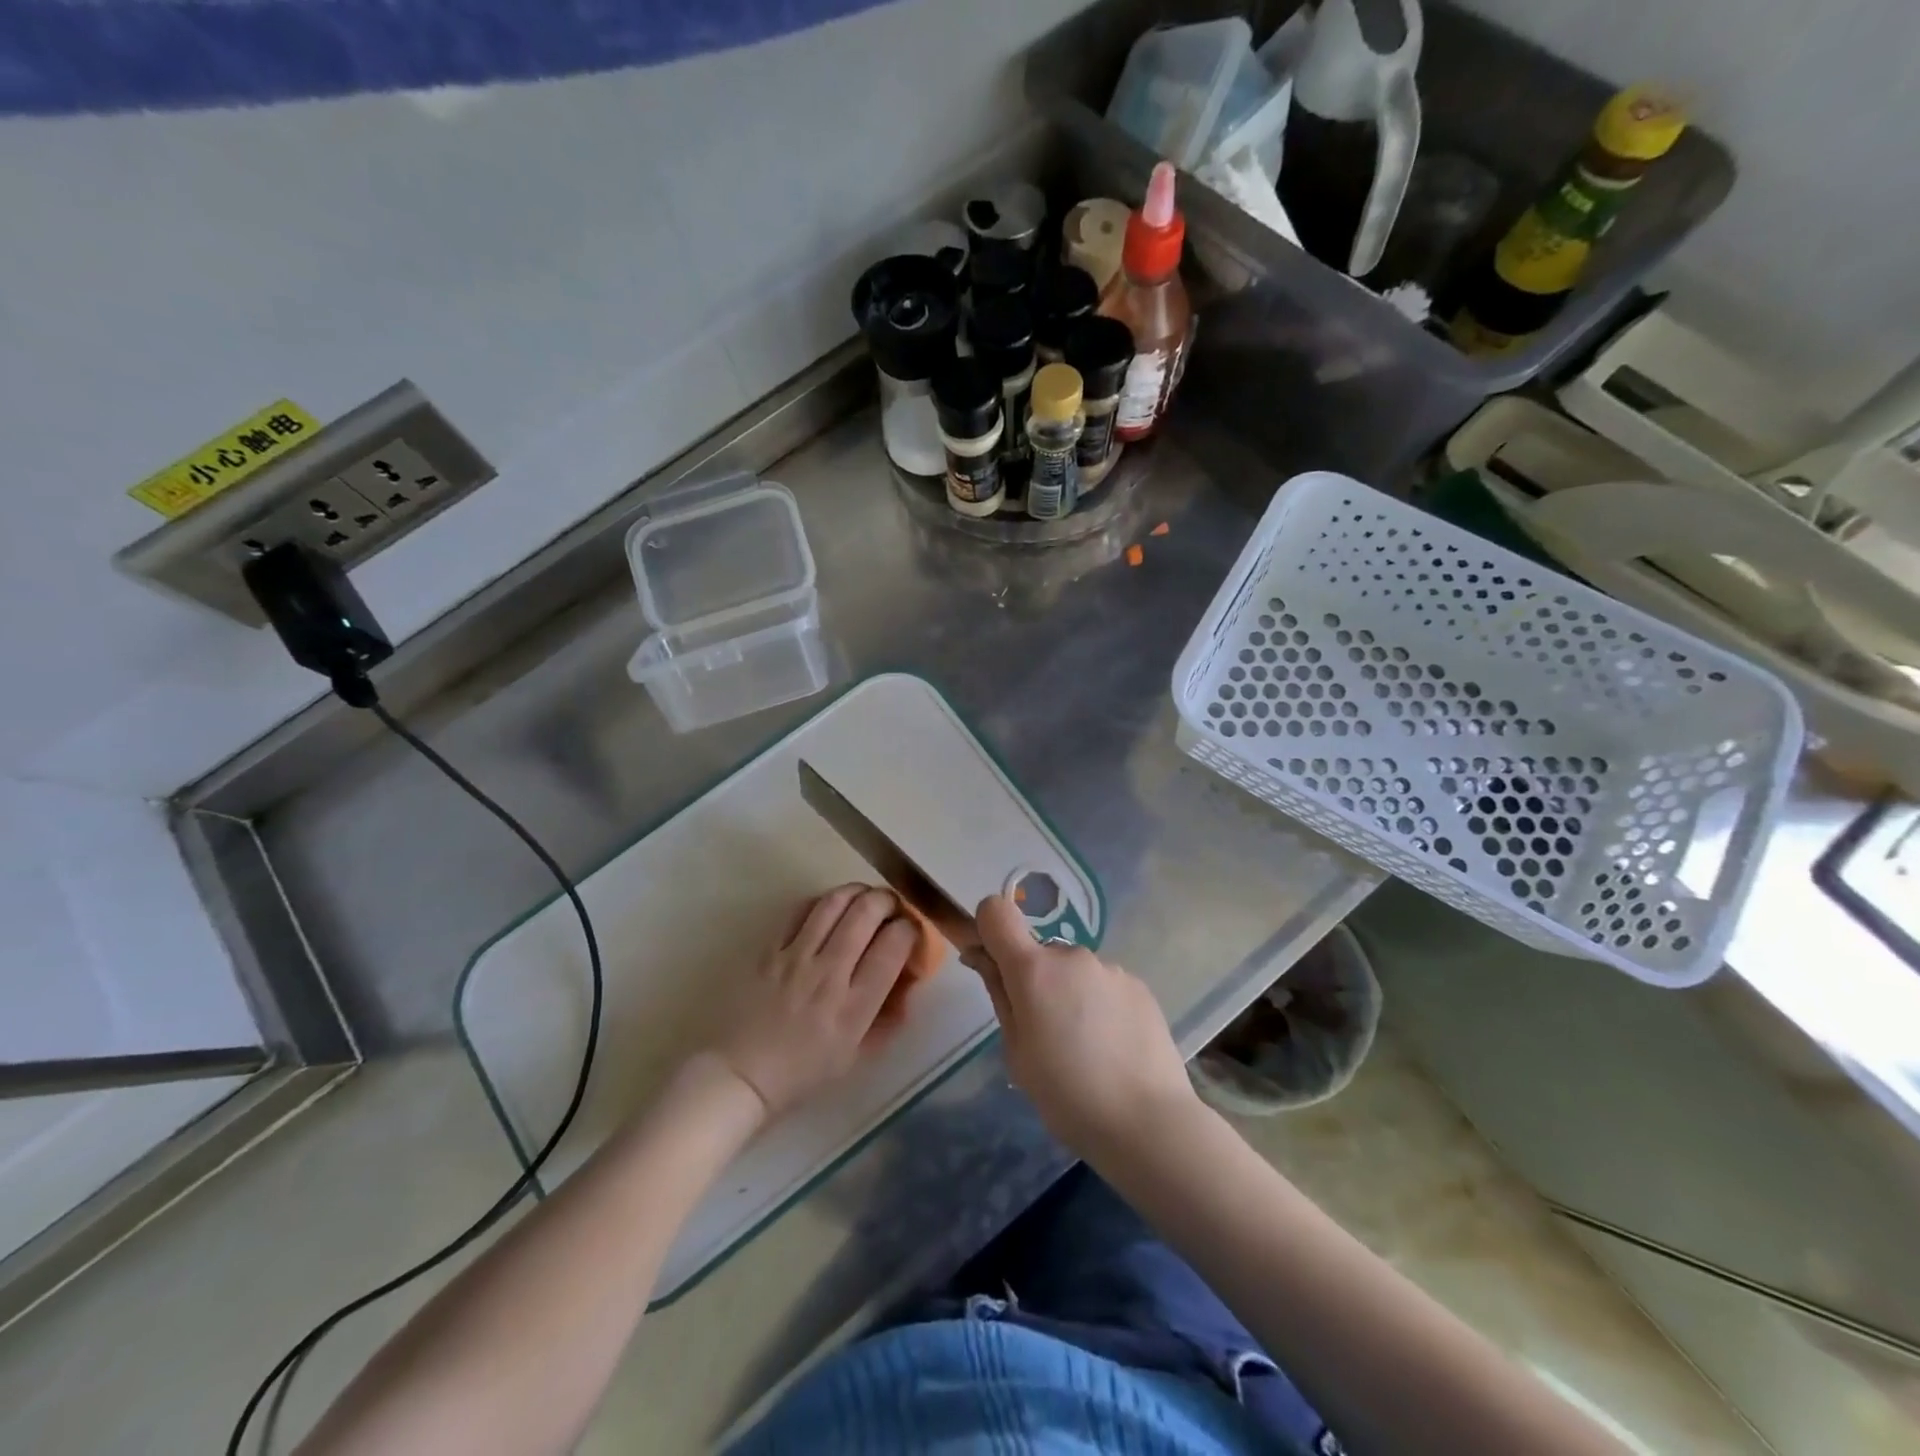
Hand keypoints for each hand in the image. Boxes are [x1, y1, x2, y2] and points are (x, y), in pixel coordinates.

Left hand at [707, 885, 916, 1118]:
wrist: (741, 1074)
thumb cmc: (803, 1071)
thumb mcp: (857, 1055)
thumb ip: (889, 1018)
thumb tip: (910, 981)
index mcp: (854, 1006)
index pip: (893, 946)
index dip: (910, 929)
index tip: (910, 932)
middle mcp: (828, 974)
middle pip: (867, 912)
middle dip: (887, 901)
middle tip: (891, 908)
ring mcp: (795, 957)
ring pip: (834, 902)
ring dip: (857, 892)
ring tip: (864, 898)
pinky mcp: (769, 949)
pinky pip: (800, 910)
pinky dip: (822, 902)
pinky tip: (829, 909)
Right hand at [965, 895, 1196, 1154]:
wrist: (1148, 1121)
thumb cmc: (1066, 1095)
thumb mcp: (1016, 1051)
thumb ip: (999, 994)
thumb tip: (982, 956)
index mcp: (1033, 969)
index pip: (997, 912)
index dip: (988, 928)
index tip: (992, 963)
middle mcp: (1071, 955)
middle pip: (1039, 951)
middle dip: (1034, 979)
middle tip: (1045, 1032)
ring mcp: (1109, 967)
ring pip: (1074, 970)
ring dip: (1070, 993)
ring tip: (1085, 1046)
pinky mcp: (1138, 985)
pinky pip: (1104, 984)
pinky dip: (1099, 1004)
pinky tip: (1112, 1046)